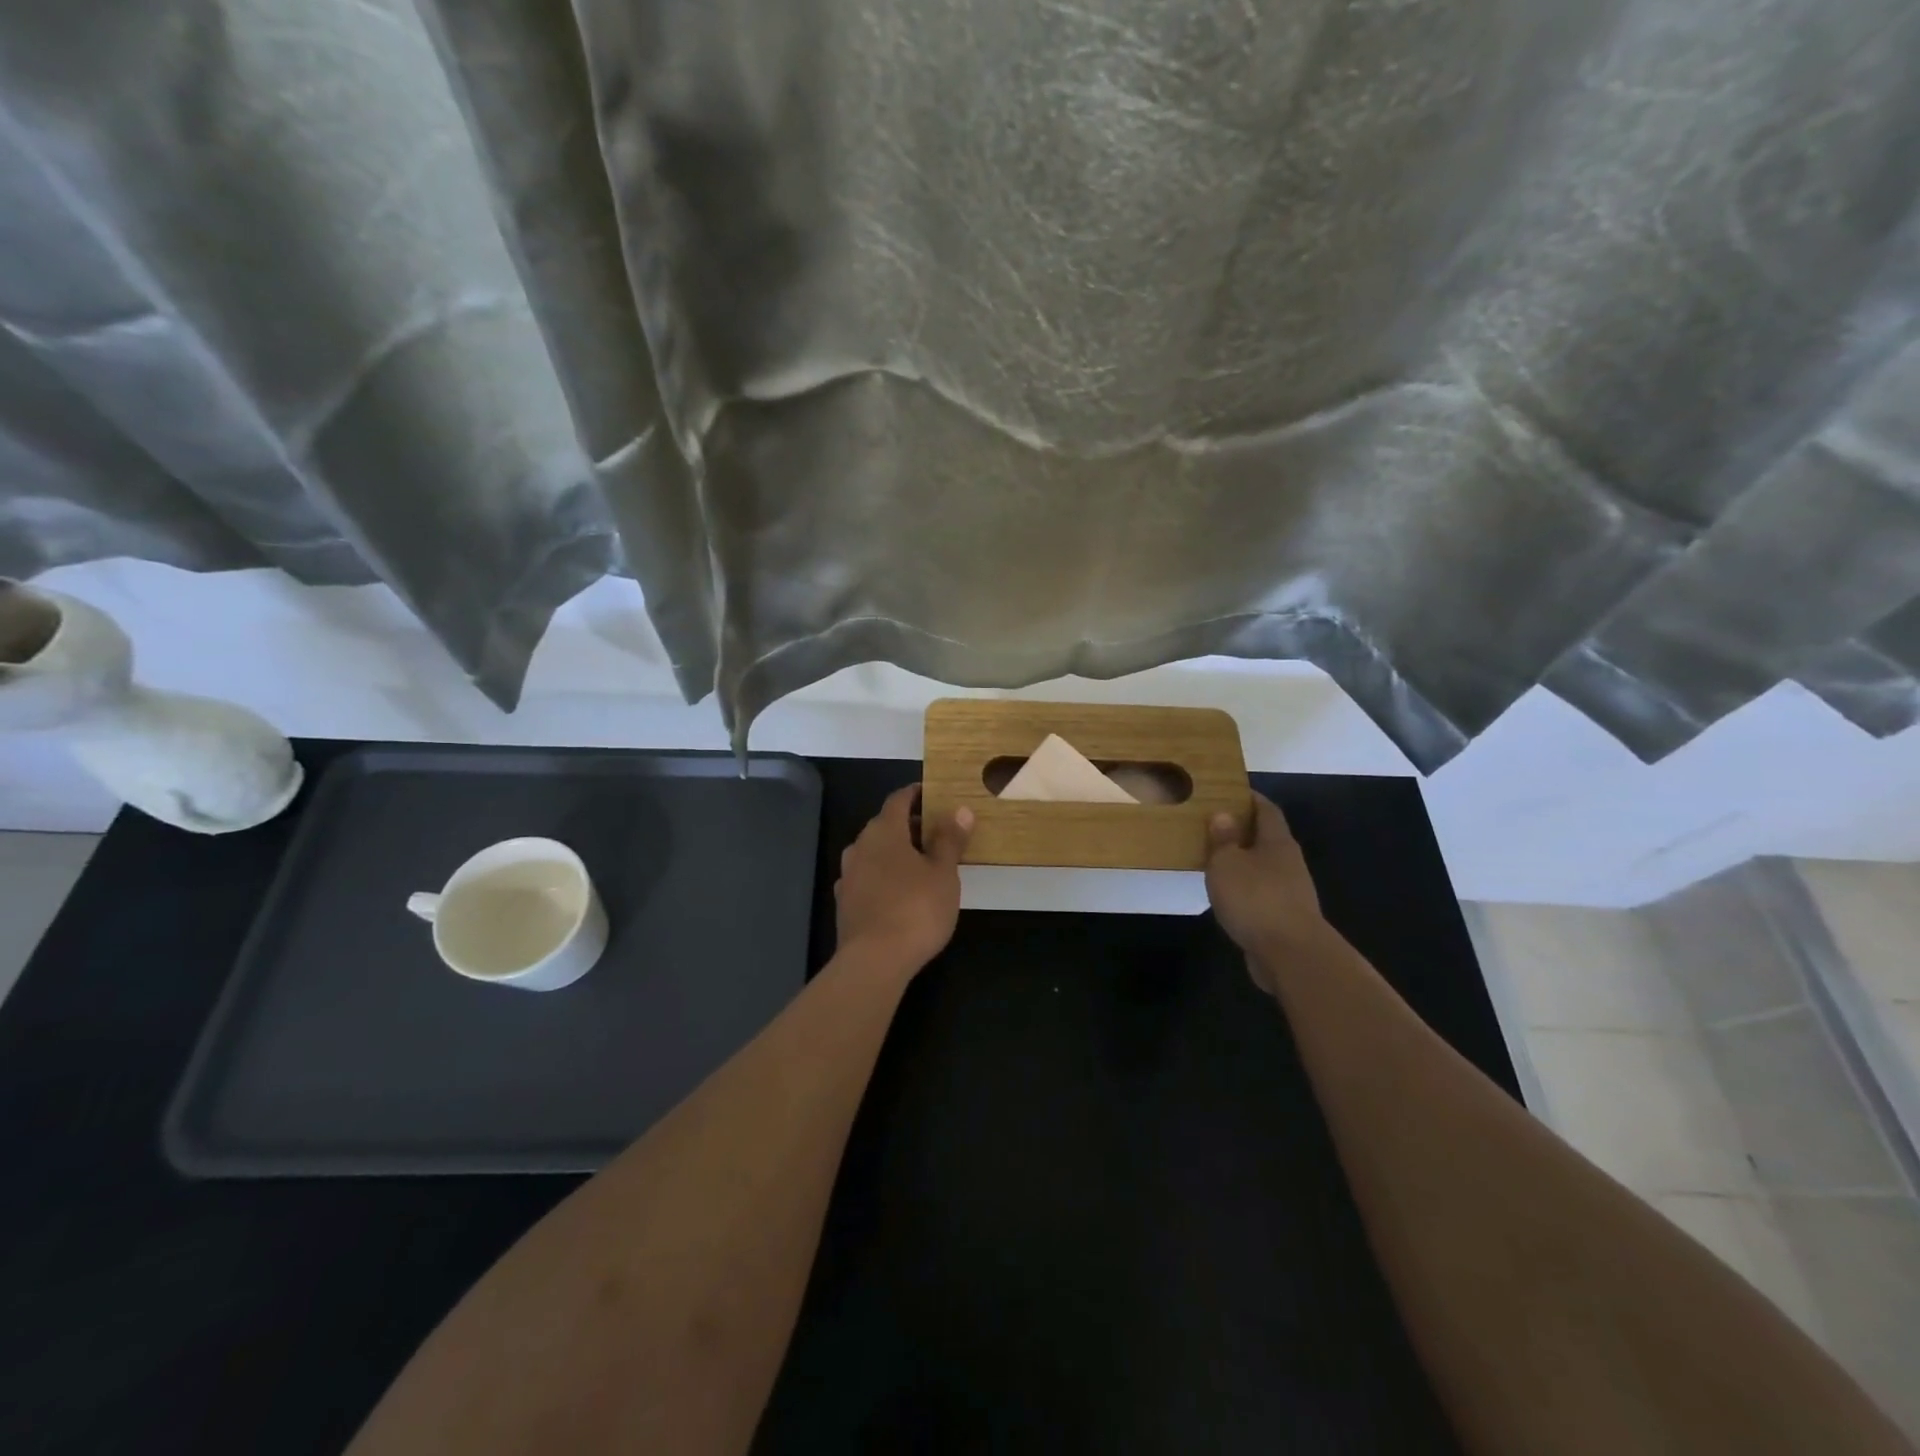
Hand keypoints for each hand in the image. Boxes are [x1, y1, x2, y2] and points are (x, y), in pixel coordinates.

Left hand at [835, 785, 973, 970]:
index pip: (898, 800)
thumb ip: (950, 840)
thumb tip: (959, 809)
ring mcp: (848, 875)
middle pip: (885, 825)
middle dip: (909, 825)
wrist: (874, 961)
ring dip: (896, 852)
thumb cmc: (915, 909)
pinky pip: (867, 877)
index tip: (933, 795)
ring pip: (874, 852)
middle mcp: (860, 846)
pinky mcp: (845, 902)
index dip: (916, 794)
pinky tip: (900, 891)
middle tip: (937, 832)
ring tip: (922, 863)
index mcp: (884, 831)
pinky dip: (884, 875)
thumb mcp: (944, 873)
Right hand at [1205, 793, 1334, 994]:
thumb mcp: (1227, 863)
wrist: (1291, 955)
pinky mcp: (1285, 917)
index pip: (1266, 810)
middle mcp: (1289, 862)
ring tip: (1215, 860)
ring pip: (1264, 867)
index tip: (1230, 791)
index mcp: (1277, 842)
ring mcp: (1291, 892)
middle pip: (1267, 838)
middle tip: (1214, 825)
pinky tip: (1227, 895)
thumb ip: (1224, 839)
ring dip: (1243, 862)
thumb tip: (1223, 815)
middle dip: (1243, 830)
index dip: (1250, 798)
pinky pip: (1262, 893)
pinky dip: (1245, 888)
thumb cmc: (1256, 899)